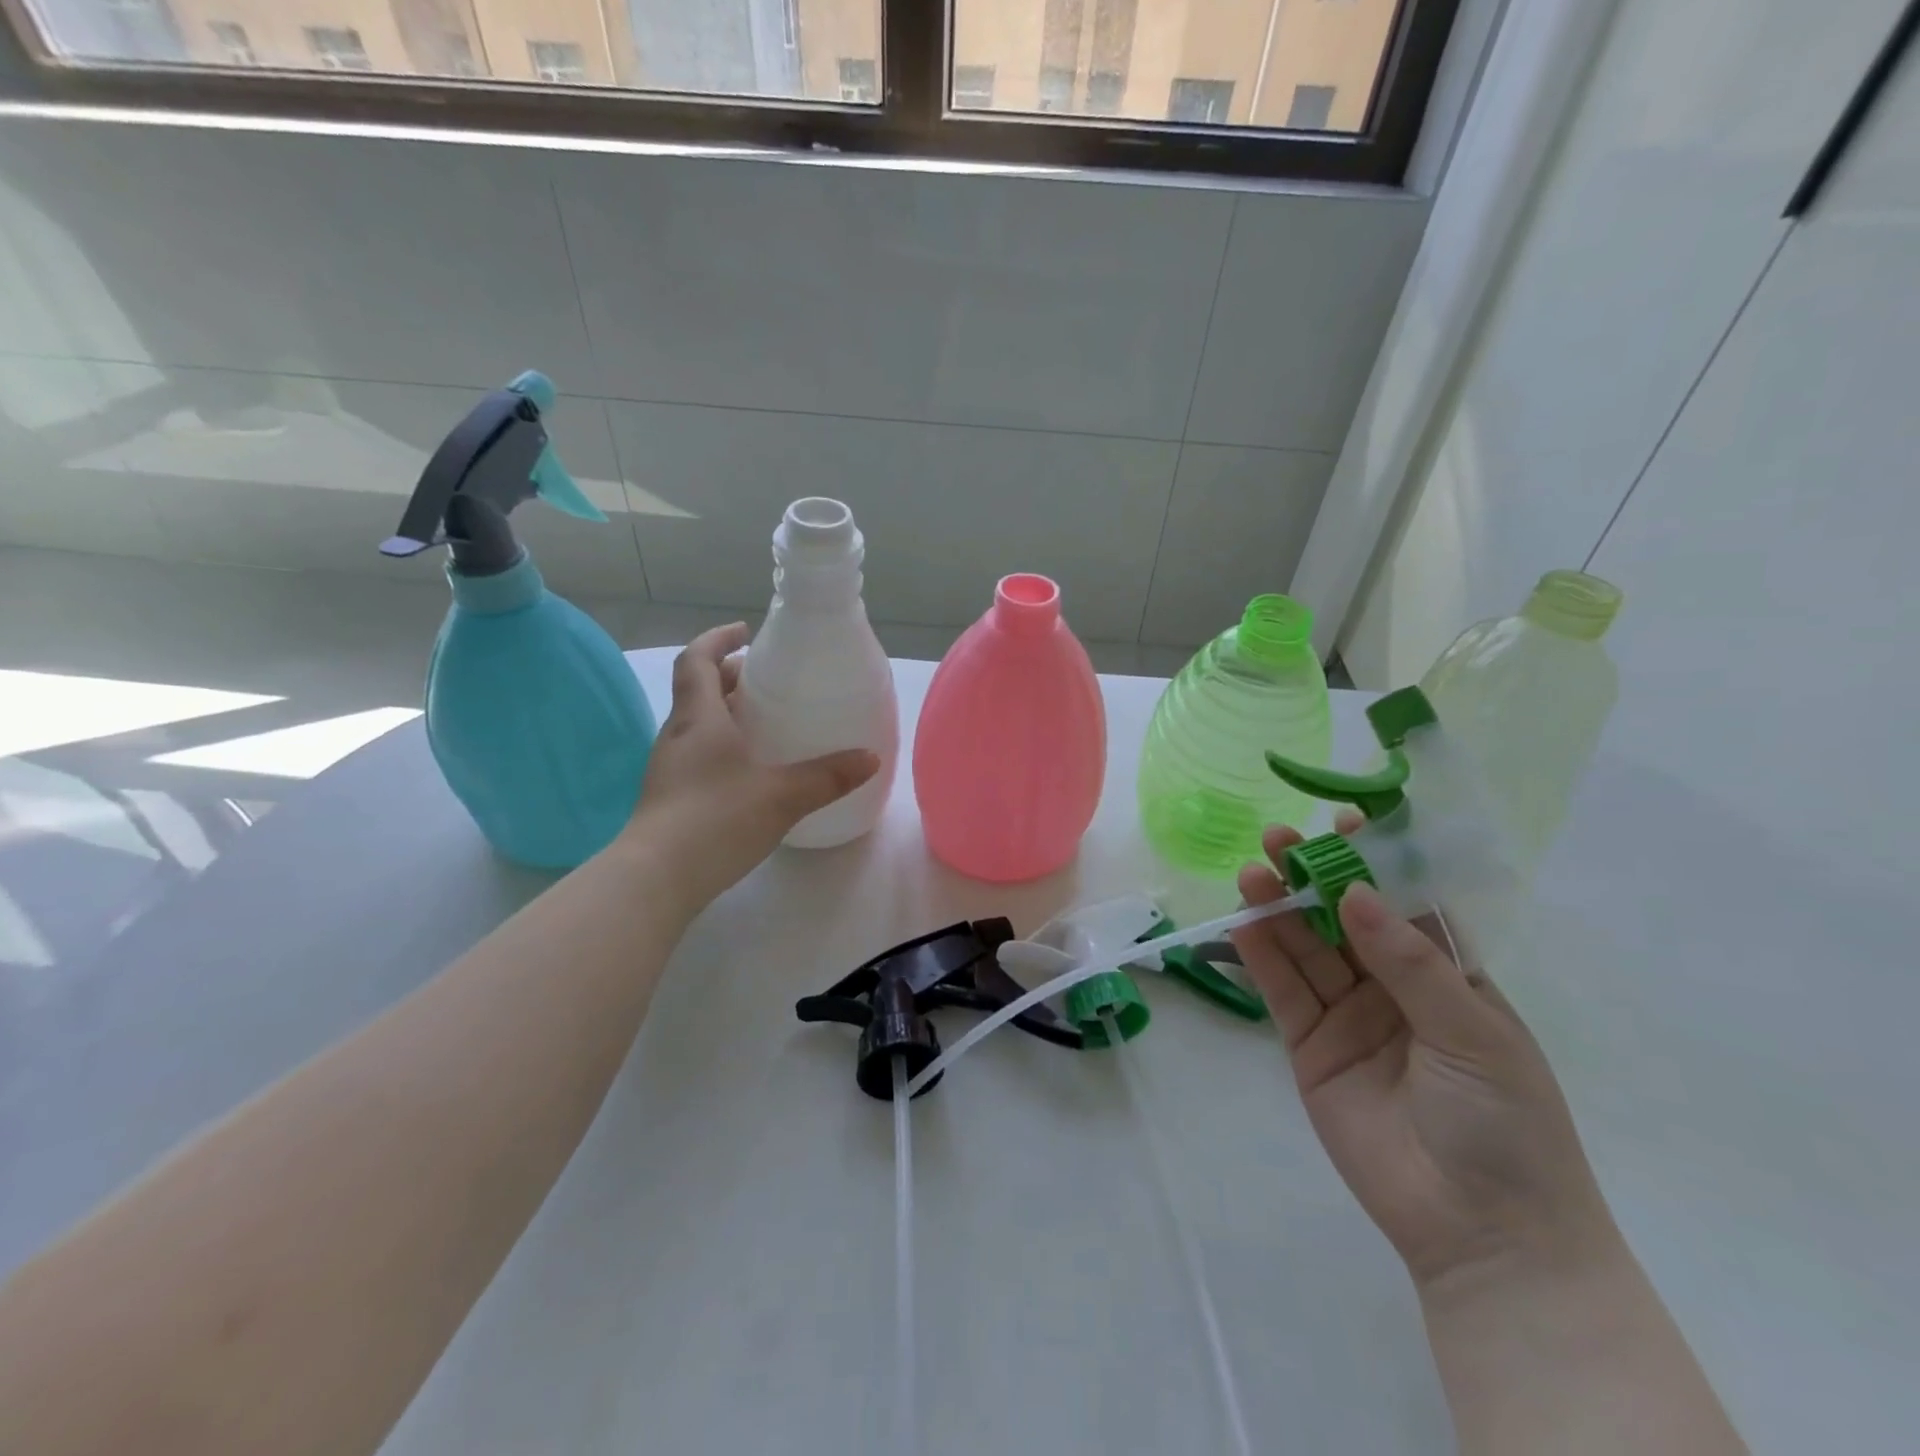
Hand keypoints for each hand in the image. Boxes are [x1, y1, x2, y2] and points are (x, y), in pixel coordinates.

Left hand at [626, 624, 878, 910]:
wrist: (655, 879)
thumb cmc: (716, 820)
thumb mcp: (782, 795)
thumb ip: (828, 776)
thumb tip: (870, 757)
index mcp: (699, 719)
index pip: (697, 660)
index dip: (718, 640)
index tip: (745, 632)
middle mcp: (677, 736)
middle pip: (697, 690)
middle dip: (728, 677)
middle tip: (765, 680)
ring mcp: (668, 769)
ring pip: (696, 724)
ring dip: (724, 713)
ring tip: (763, 723)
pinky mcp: (669, 798)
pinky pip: (696, 754)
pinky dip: (721, 746)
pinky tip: (748, 772)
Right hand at [1230, 819, 1618, 1294]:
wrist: (1481, 1234)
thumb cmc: (1507, 1124)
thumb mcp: (1473, 1034)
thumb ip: (1410, 963)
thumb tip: (1354, 893)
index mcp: (1447, 977)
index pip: (1406, 903)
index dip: (1376, 862)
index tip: (1346, 822)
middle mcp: (1392, 986)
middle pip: (1343, 919)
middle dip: (1312, 877)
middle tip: (1279, 839)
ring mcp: (1347, 1014)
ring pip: (1306, 948)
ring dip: (1278, 909)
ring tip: (1252, 873)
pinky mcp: (1308, 1044)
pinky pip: (1282, 990)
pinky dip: (1261, 954)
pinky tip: (1243, 921)